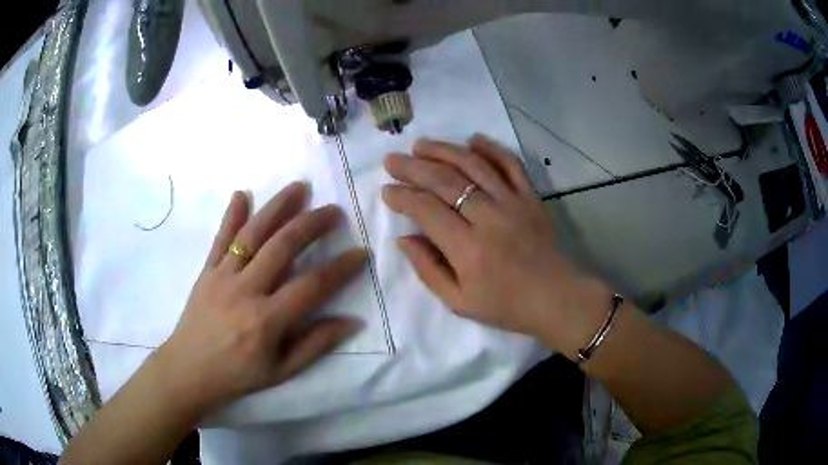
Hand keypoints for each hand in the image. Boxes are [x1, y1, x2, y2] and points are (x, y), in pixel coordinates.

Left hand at [156, 183, 364, 414]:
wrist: (189, 370)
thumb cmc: (238, 375)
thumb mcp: (282, 371)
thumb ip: (316, 345)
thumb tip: (352, 322)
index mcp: (267, 320)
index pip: (311, 286)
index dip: (340, 268)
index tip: (361, 252)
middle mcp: (245, 291)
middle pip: (282, 247)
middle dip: (311, 224)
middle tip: (334, 210)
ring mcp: (222, 277)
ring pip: (252, 234)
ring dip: (276, 207)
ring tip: (298, 187)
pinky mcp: (206, 271)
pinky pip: (220, 239)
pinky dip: (231, 216)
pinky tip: (242, 194)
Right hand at [382, 135, 612, 356]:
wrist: (555, 298)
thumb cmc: (505, 306)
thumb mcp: (458, 302)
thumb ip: (428, 269)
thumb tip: (404, 238)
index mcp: (468, 249)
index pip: (426, 211)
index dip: (402, 197)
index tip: (387, 190)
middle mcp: (488, 218)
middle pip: (445, 182)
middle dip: (413, 168)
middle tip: (392, 160)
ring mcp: (513, 203)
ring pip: (474, 165)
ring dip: (444, 151)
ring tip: (421, 145)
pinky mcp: (531, 197)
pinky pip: (511, 164)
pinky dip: (491, 148)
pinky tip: (472, 140)